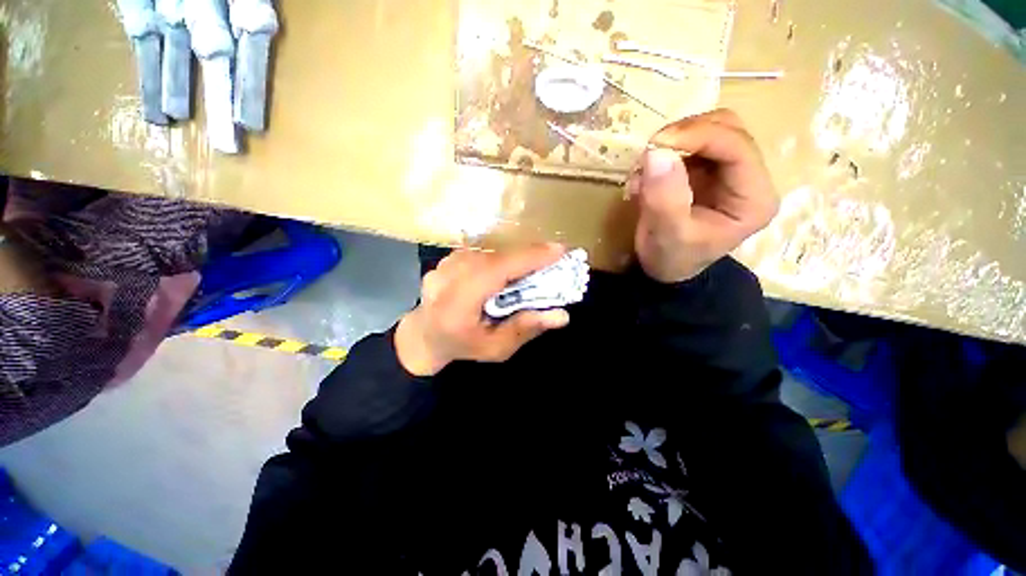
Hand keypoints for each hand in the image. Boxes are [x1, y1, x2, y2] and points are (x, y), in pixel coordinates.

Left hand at [394, 244, 570, 375]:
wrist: (424, 335)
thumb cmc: (462, 346)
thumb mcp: (496, 348)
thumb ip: (525, 328)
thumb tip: (562, 315)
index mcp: (457, 304)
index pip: (494, 272)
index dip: (527, 259)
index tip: (559, 251)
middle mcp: (447, 278)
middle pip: (494, 257)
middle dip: (528, 255)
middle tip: (555, 257)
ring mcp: (443, 264)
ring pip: (488, 251)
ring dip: (515, 254)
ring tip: (536, 262)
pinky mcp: (446, 258)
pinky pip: (480, 251)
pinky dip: (500, 255)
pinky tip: (510, 266)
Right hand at [627, 109, 778, 282]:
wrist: (665, 269)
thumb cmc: (672, 258)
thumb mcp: (668, 235)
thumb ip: (664, 198)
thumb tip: (656, 151)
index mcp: (753, 198)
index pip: (737, 147)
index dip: (698, 136)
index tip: (656, 143)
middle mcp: (748, 178)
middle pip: (727, 129)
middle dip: (685, 135)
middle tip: (650, 152)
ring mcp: (727, 171)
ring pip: (708, 131)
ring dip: (673, 143)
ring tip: (644, 169)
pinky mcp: (706, 171)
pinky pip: (688, 146)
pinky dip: (664, 153)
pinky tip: (646, 176)